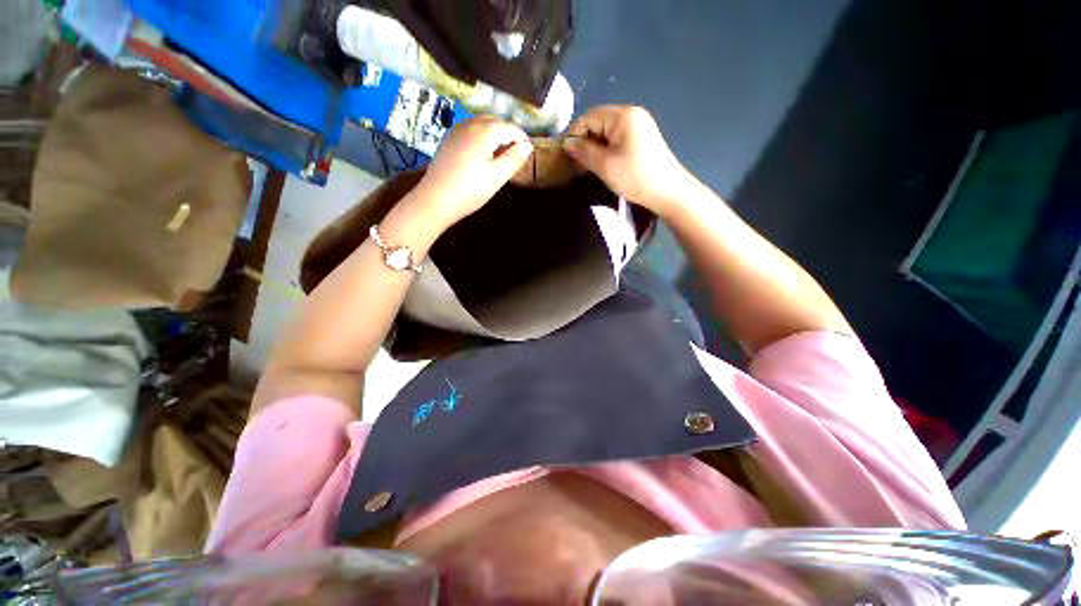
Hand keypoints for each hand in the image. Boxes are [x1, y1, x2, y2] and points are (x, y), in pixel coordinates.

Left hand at [413, 116, 532, 227]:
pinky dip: (483, 136)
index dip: (522, 138)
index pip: (509, 127)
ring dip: (496, 134)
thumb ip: (514, 159)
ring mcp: (457, 130)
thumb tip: (527, 145)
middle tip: (518, 153)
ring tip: (503, 153)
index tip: (530, 151)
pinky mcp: (449, 140)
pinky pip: (471, 129)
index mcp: (484, 132)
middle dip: (509, 134)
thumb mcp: (497, 177)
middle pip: (495, 121)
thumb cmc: (470, 191)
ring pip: (482, 124)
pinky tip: (484, 153)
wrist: (435, 200)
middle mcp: (470, 124)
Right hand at [562, 106, 694, 217]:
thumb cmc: (634, 177)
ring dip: (595, 145)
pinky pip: (617, 137)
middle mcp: (631, 113)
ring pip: (607, 130)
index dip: (574, 134)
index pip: (589, 117)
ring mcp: (639, 124)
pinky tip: (603, 162)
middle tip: (576, 161)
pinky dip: (606, 147)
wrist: (667, 191)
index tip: (565, 154)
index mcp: (623, 115)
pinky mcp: (642, 137)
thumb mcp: (604, 165)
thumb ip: (583, 151)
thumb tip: (567, 143)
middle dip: (585, 139)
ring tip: (588, 164)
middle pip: (598, 121)